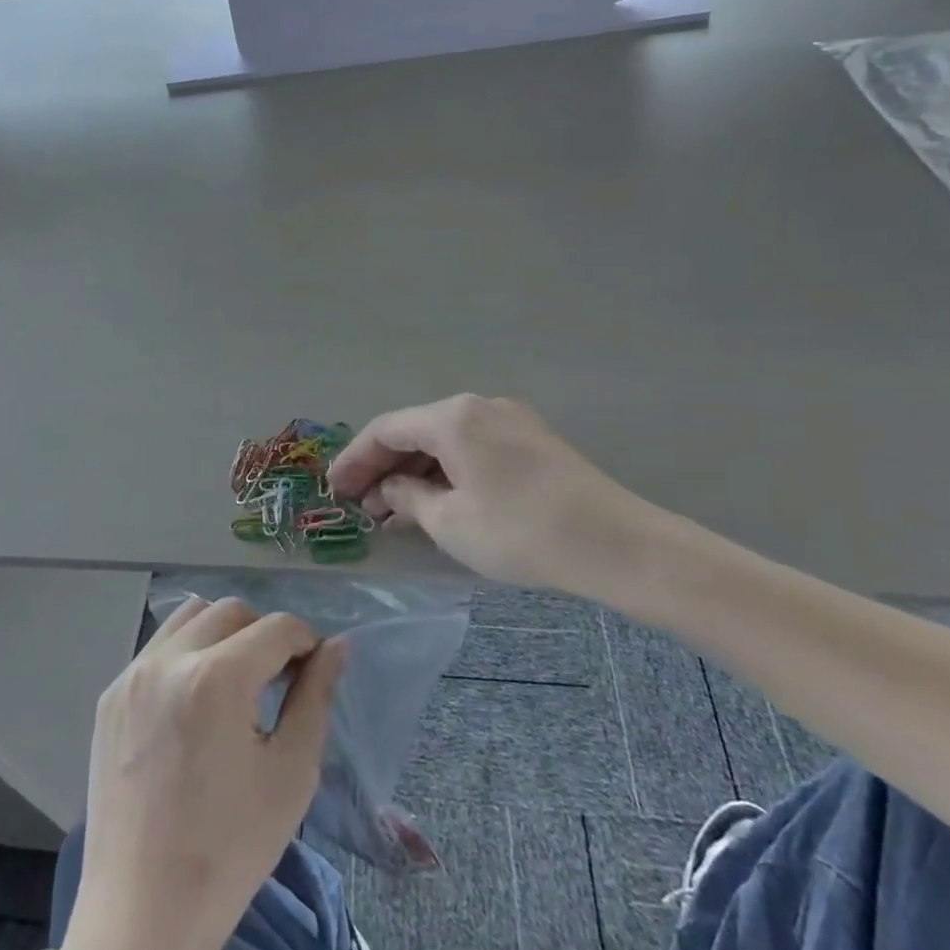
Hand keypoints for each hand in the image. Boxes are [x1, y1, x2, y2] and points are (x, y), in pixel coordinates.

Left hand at [62, 597, 345, 949]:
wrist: (143, 914)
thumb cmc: (231, 848)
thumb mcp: (291, 773)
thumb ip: (316, 697)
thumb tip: (336, 647)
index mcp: (216, 679)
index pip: (276, 627)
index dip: (305, 641)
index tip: (313, 671)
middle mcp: (168, 661)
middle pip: (231, 610)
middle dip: (264, 633)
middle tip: (276, 679)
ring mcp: (132, 675)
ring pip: (189, 617)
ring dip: (222, 633)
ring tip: (234, 682)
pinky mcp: (111, 696)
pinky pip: (157, 648)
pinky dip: (186, 654)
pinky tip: (194, 703)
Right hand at [328, 394, 674, 601]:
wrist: (615, 543)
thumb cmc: (520, 531)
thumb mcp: (451, 522)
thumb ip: (409, 498)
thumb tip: (390, 488)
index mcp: (451, 417)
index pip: (386, 429)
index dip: (355, 459)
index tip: (334, 489)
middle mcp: (478, 406)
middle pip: (415, 430)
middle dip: (384, 466)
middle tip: (362, 505)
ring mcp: (509, 419)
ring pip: (445, 439)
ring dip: (416, 470)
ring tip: (395, 509)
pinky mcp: (533, 440)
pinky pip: (473, 447)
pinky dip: (448, 470)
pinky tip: (439, 499)